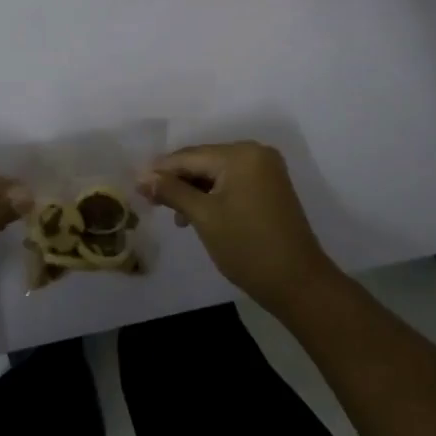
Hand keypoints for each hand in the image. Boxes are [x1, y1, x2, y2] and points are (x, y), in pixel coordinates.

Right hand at [139, 142, 338, 311]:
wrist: (299, 284)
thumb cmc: (248, 248)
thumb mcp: (204, 218)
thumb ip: (173, 192)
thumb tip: (142, 177)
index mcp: (241, 154)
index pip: (190, 156)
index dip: (161, 171)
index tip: (136, 185)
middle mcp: (255, 152)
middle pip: (204, 161)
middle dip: (177, 180)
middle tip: (150, 200)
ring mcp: (266, 169)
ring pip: (217, 172)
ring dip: (194, 190)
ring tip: (175, 216)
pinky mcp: (270, 187)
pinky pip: (232, 181)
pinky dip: (213, 194)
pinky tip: (198, 214)